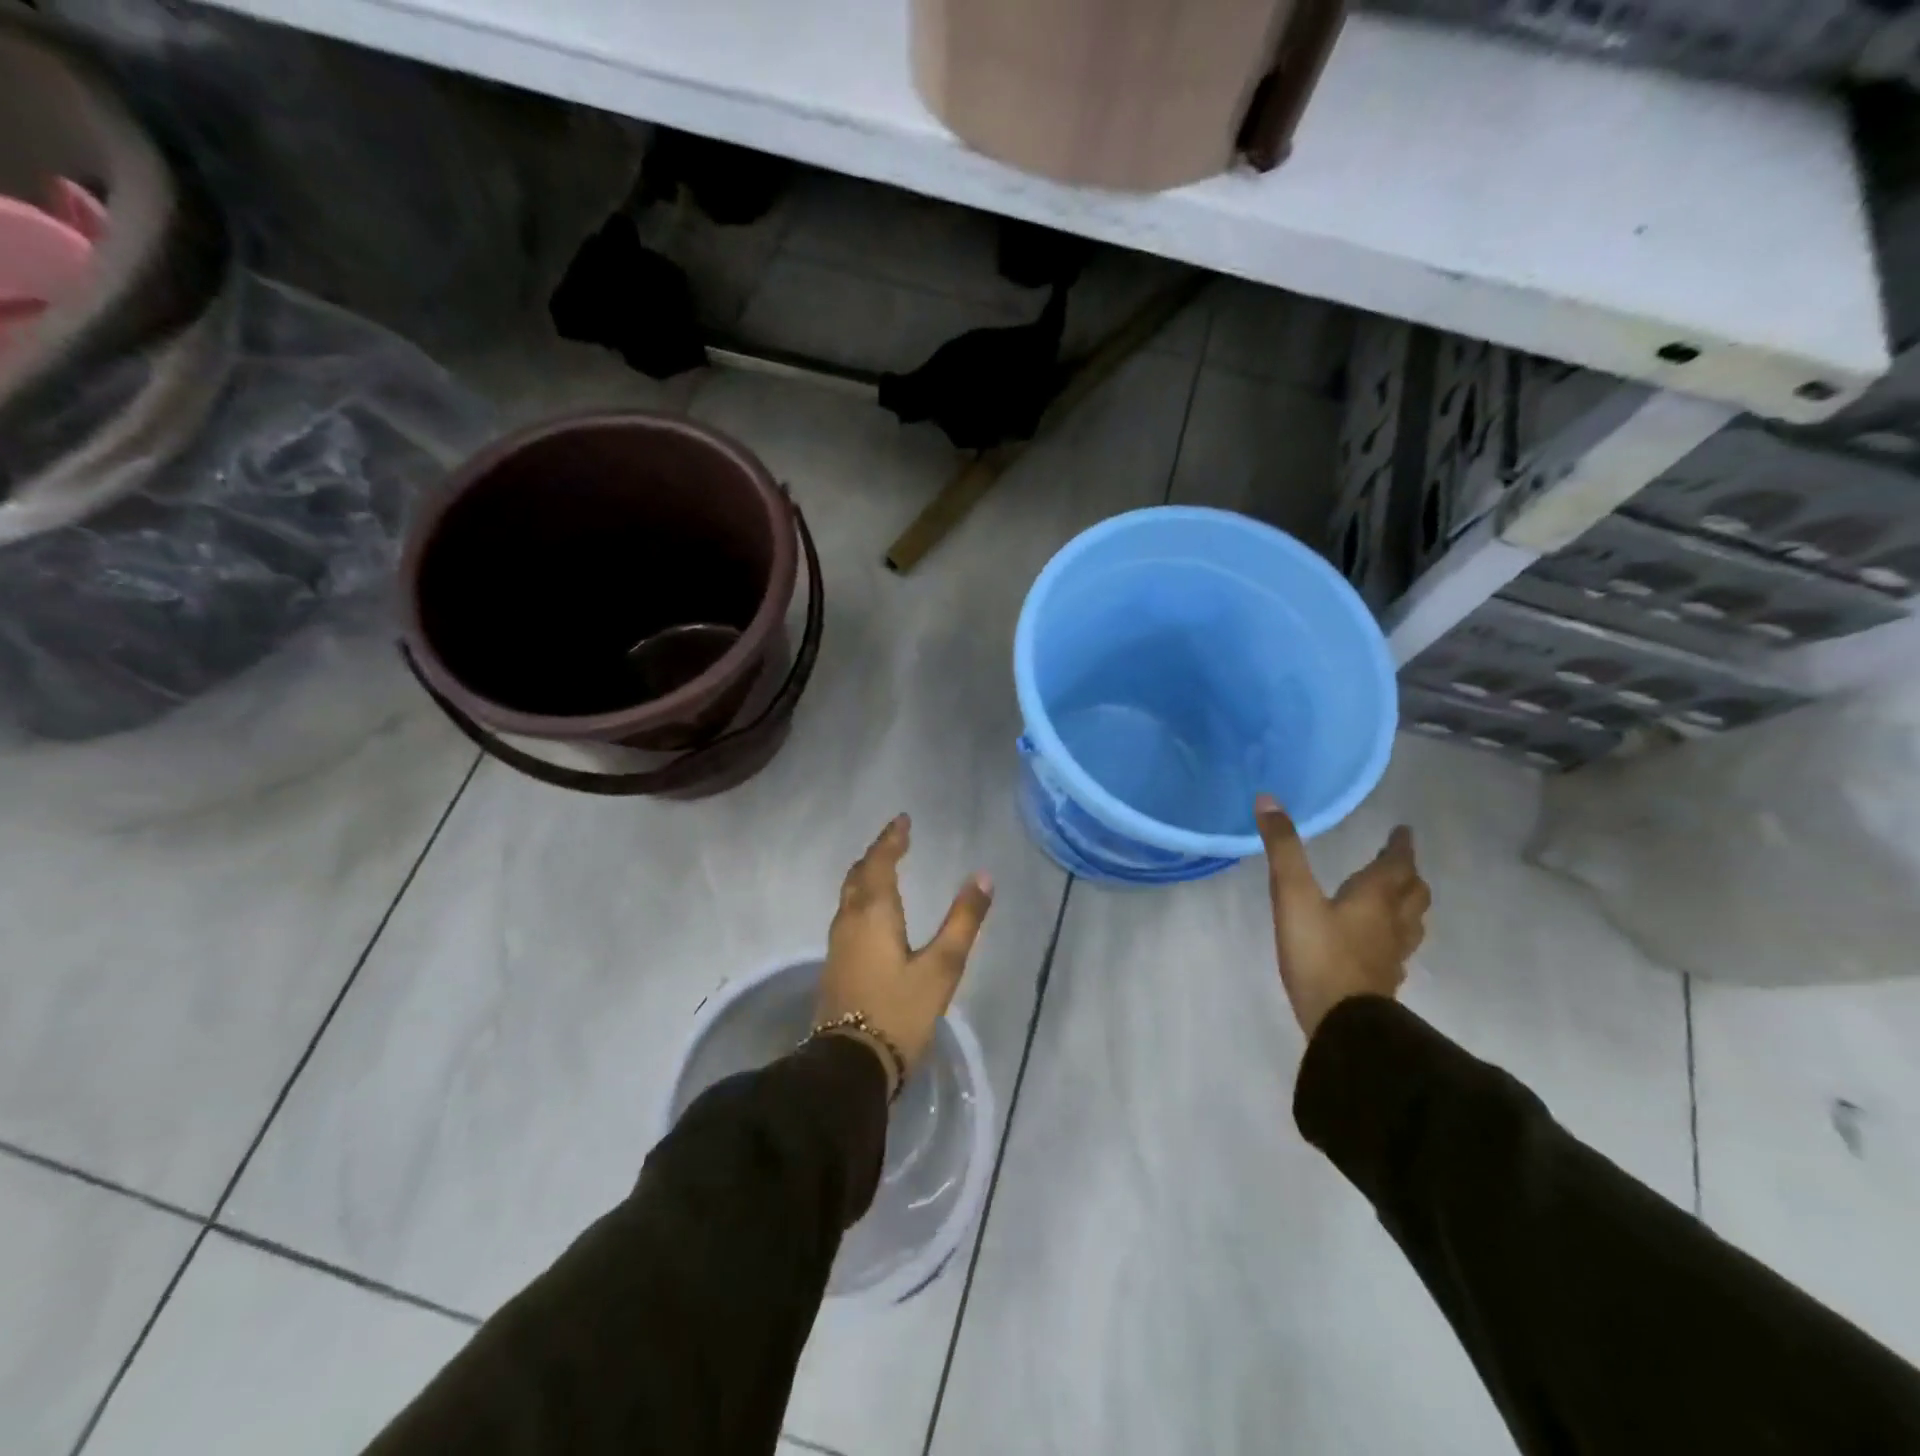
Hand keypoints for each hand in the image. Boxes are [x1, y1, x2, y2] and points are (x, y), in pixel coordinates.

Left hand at [816, 815, 993, 1095]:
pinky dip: (862, 896)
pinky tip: (873, 911)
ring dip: (867, 874)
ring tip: (886, 866)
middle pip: (859, 874)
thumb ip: (963, 920)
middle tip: (897, 840)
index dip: (891, 838)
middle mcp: (850, 919)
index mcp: (874, 912)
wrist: (849, 1065)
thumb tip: (983, 876)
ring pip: (850, 894)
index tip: (903, 820)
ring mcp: (838, 943)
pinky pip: (848, 912)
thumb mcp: (942, 966)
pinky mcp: (835, 964)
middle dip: (877, 853)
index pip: (880, 861)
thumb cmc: (899, 1011)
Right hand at [1254, 793, 1429, 1038]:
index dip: (1400, 847)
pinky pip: (1398, 949)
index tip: (1403, 831)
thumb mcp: (1293, 895)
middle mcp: (1391, 923)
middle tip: (1399, 862)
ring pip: (1411, 923)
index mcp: (1375, 898)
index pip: (1397, 865)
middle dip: (1408, 874)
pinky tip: (1378, 944)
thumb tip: (1268, 799)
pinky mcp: (1383, 981)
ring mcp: (1391, 956)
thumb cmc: (1319, 954)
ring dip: (1407, 904)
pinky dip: (1394, 935)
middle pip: (1413, 893)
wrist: (1343, 1023)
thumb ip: (1283, 849)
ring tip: (1396, 898)